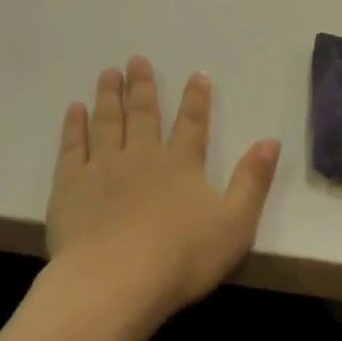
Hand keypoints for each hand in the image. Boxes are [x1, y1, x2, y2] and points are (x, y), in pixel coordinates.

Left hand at [47, 57, 280, 326]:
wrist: (116, 281)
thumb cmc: (182, 257)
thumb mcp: (235, 223)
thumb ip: (253, 180)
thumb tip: (271, 141)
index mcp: (182, 165)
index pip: (193, 124)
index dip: (196, 99)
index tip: (197, 74)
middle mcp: (142, 156)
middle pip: (144, 114)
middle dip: (142, 86)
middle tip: (136, 59)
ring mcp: (102, 167)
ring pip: (107, 122)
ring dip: (109, 96)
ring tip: (108, 73)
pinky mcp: (70, 184)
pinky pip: (72, 145)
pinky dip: (74, 125)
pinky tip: (74, 109)